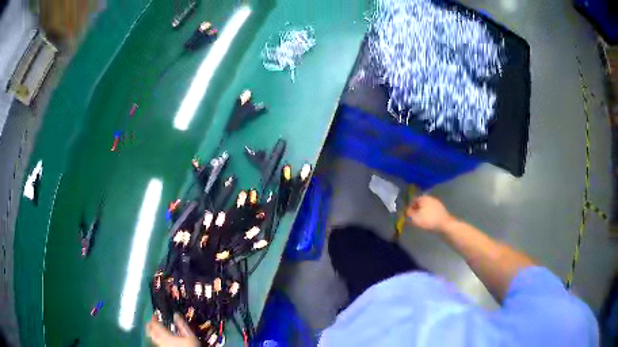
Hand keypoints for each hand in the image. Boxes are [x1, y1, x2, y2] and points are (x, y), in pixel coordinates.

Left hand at [146, 313, 198, 346]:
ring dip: (153, 330)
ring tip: (156, 328)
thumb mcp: (189, 335)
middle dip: (150, 324)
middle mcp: (161, 341)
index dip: (153, 318)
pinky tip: (162, 336)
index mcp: (166, 336)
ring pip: (152, 336)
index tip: (155, 315)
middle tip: (153, 320)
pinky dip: (157, 336)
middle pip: (150, 331)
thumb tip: (176, 315)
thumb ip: (182, 325)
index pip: (154, 324)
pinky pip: (156, 341)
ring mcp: (161, 345)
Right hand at [406, 195, 454, 231]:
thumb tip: (406, 210)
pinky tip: (429, 221)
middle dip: (416, 210)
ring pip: (426, 207)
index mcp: (423, 198)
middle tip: (414, 218)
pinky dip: (429, 215)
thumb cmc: (428, 220)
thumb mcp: (414, 218)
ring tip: (421, 221)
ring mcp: (437, 203)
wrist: (445, 224)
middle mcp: (430, 198)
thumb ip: (408, 213)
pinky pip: (432, 211)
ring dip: (423, 212)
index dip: (409, 207)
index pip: (413, 200)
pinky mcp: (441, 209)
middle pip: (420, 203)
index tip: (408, 215)